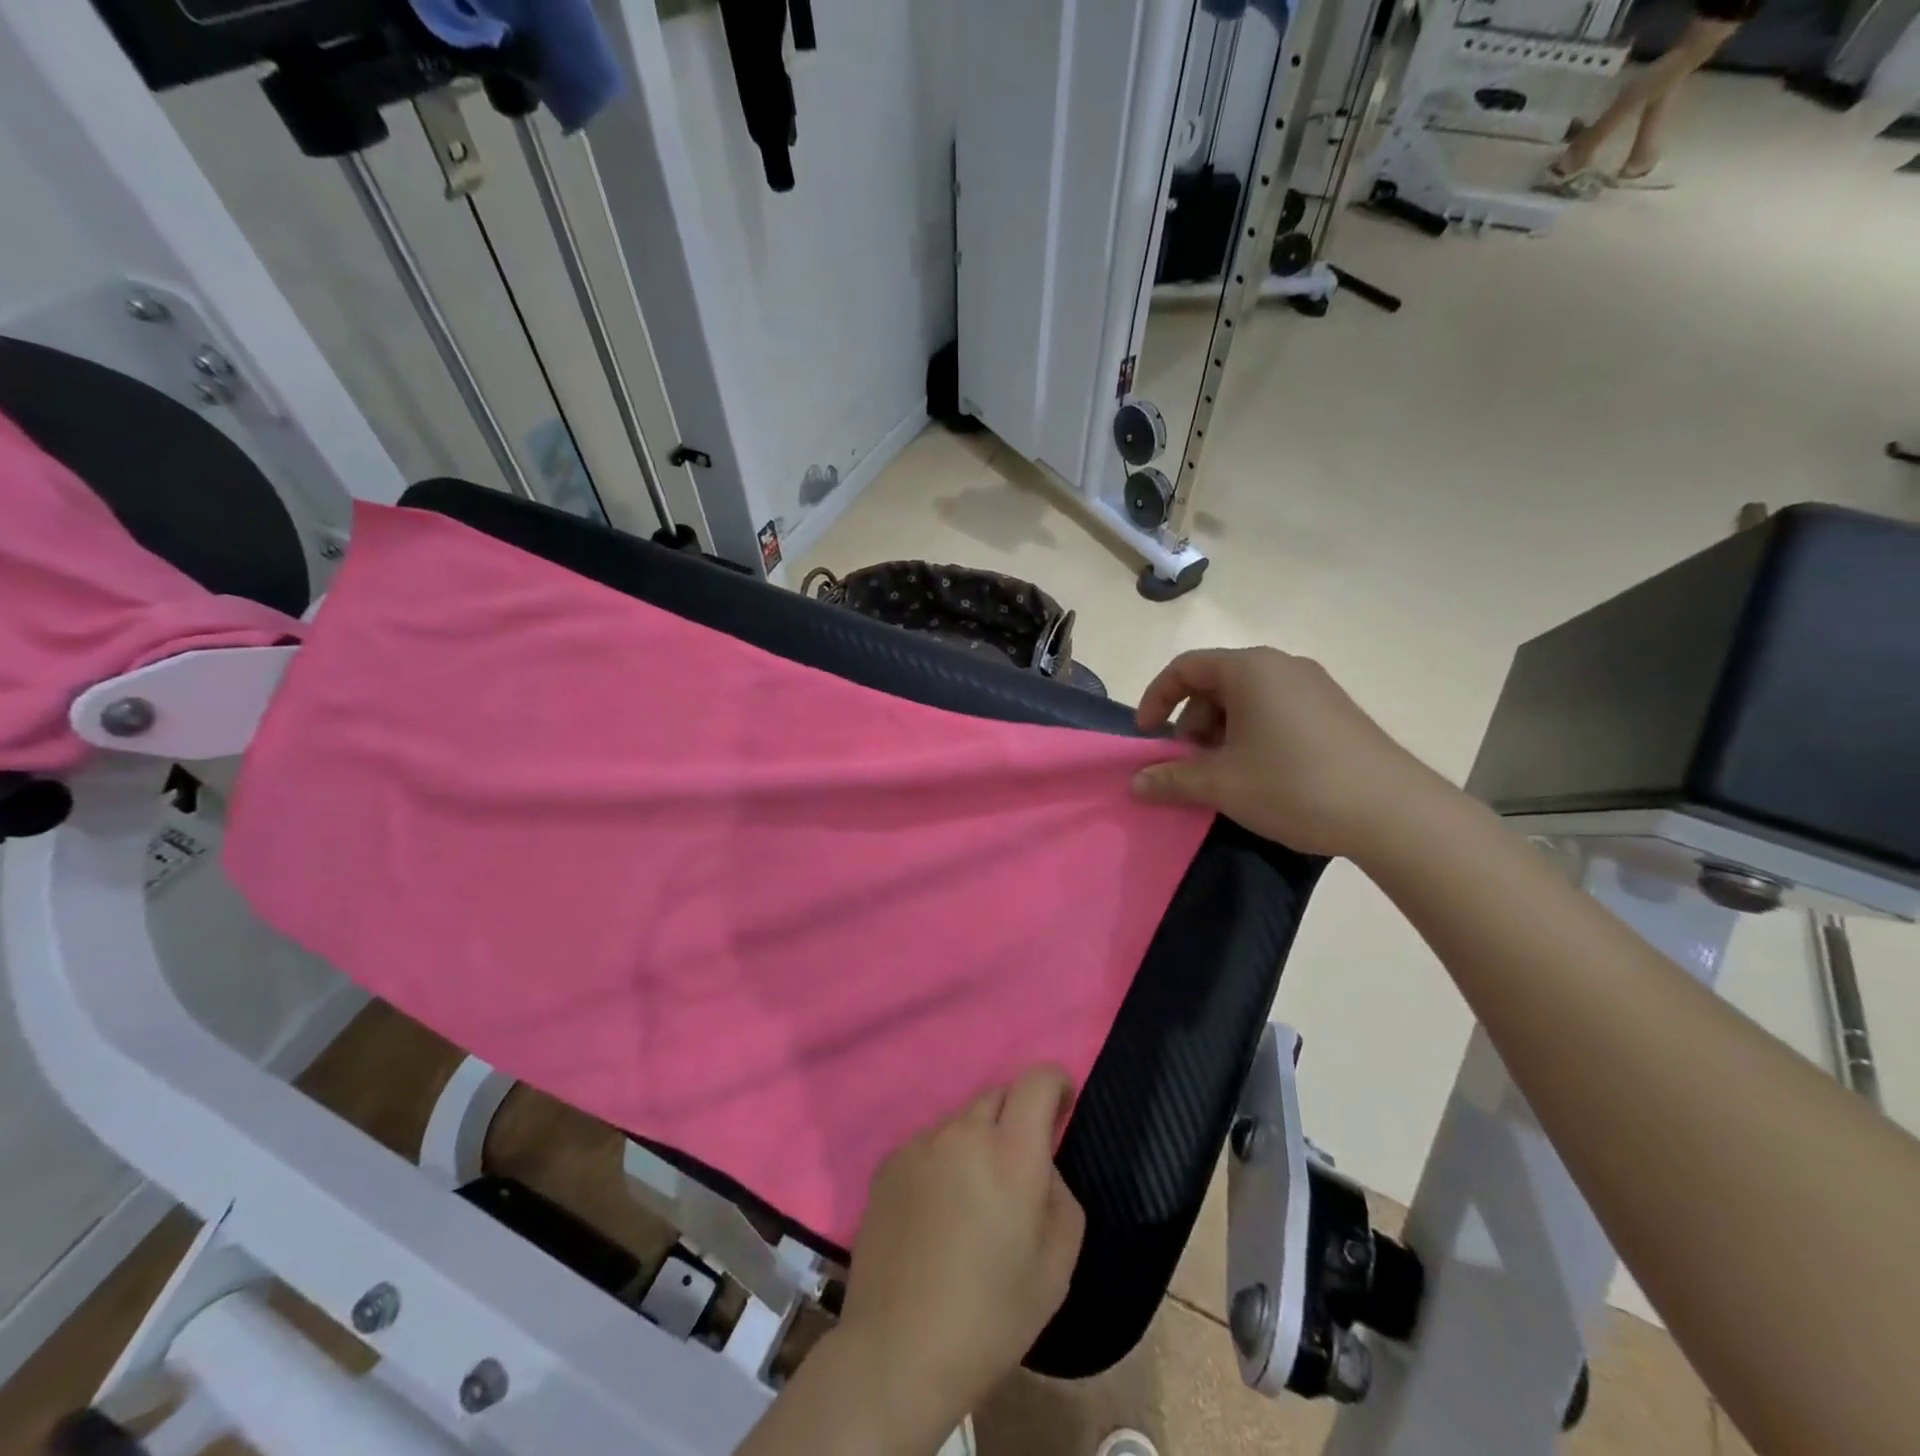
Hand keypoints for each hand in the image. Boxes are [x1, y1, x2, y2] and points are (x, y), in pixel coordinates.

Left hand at [833, 1067, 1085, 1448]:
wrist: (896, 1353)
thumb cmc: (990, 1317)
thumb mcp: (1057, 1265)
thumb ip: (1060, 1194)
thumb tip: (1041, 1165)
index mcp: (1012, 1153)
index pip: (1037, 1079)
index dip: (1055, 1084)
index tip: (1061, 1109)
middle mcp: (964, 1132)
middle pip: (999, 1095)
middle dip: (1016, 1118)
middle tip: (1017, 1169)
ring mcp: (921, 1144)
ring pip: (962, 1122)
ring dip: (976, 1143)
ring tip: (971, 1202)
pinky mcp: (888, 1162)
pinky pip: (929, 1145)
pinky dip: (943, 1163)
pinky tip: (936, 1215)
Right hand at [1130, 647, 1434, 857]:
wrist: (1393, 812)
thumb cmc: (1294, 785)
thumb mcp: (1222, 785)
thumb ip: (1171, 779)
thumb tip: (1136, 782)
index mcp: (1250, 669)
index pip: (1185, 667)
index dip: (1156, 699)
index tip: (1148, 737)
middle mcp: (1282, 666)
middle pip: (1216, 683)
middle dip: (1191, 723)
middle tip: (1189, 766)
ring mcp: (1314, 687)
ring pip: (1247, 700)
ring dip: (1221, 734)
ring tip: (1224, 776)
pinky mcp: (1335, 711)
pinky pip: (1276, 712)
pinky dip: (1252, 736)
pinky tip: (1261, 776)